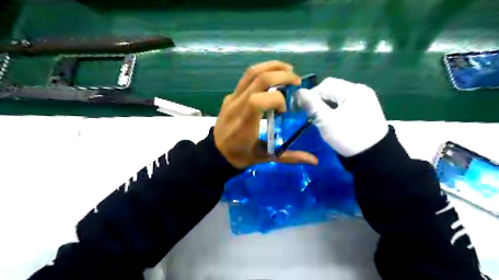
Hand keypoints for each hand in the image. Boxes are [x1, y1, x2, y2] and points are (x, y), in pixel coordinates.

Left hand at [214, 60, 314, 167]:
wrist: (216, 152)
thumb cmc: (240, 156)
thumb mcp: (265, 157)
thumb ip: (289, 157)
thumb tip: (315, 160)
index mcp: (244, 122)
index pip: (260, 99)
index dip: (278, 101)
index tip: (284, 111)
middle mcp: (237, 105)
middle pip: (258, 79)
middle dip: (281, 75)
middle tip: (297, 81)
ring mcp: (232, 98)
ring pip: (251, 73)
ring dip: (272, 66)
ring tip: (288, 69)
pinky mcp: (231, 95)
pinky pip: (246, 78)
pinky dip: (263, 71)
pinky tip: (273, 76)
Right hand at [295, 78, 388, 155]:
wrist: (374, 155)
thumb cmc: (348, 137)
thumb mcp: (326, 121)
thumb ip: (312, 105)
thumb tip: (298, 92)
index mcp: (353, 90)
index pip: (325, 85)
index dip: (311, 95)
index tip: (302, 109)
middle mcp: (360, 89)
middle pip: (333, 88)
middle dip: (319, 99)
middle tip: (311, 114)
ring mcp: (365, 98)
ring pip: (338, 95)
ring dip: (326, 104)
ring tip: (321, 117)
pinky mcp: (366, 107)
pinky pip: (346, 102)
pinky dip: (336, 108)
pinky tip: (332, 118)